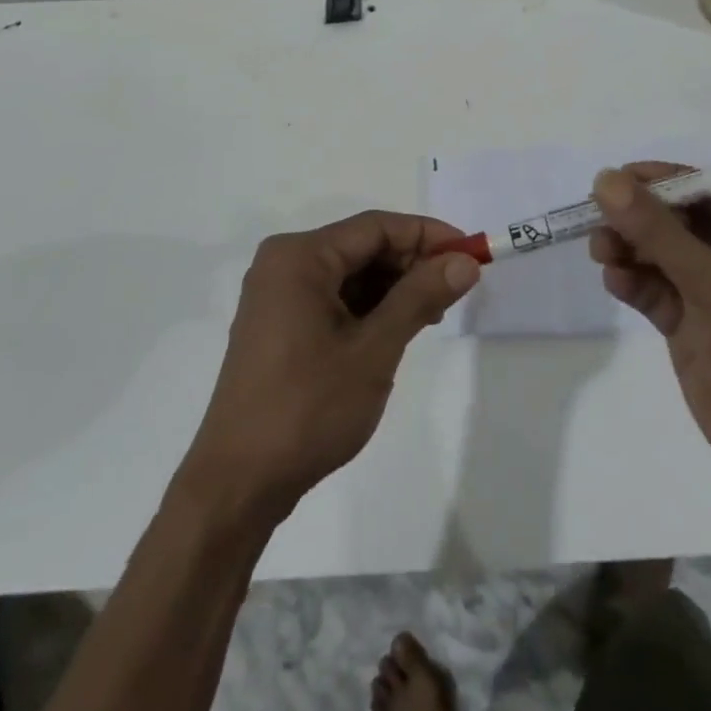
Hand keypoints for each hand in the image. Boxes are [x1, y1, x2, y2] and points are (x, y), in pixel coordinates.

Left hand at [180, 212, 479, 522]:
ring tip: (433, 314)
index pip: (376, 227)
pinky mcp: (279, 324)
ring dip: (394, 288)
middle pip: (362, 247)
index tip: (472, 254)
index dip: (428, 235)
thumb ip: (420, 297)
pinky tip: (398, 328)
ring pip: (350, 274)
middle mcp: (284, 263)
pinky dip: (369, 307)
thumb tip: (466, 262)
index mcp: (300, 257)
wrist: (238, 483)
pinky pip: (333, 297)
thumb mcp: (374, 349)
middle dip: (412, 264)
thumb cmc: (308, 408)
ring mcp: (278, 295)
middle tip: (456, 290)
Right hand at [589, 164, 710, 506]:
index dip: (666, 182)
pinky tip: (614, 281)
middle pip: (684, 223)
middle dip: (642, 218)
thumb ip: (658, 231)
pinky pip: (658, 292)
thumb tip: (606, 180)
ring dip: (632, 249)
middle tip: (597, 214)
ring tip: (600, 250)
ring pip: (665, 257)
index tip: (618, 177)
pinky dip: (635, 282)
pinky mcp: (695, 328)